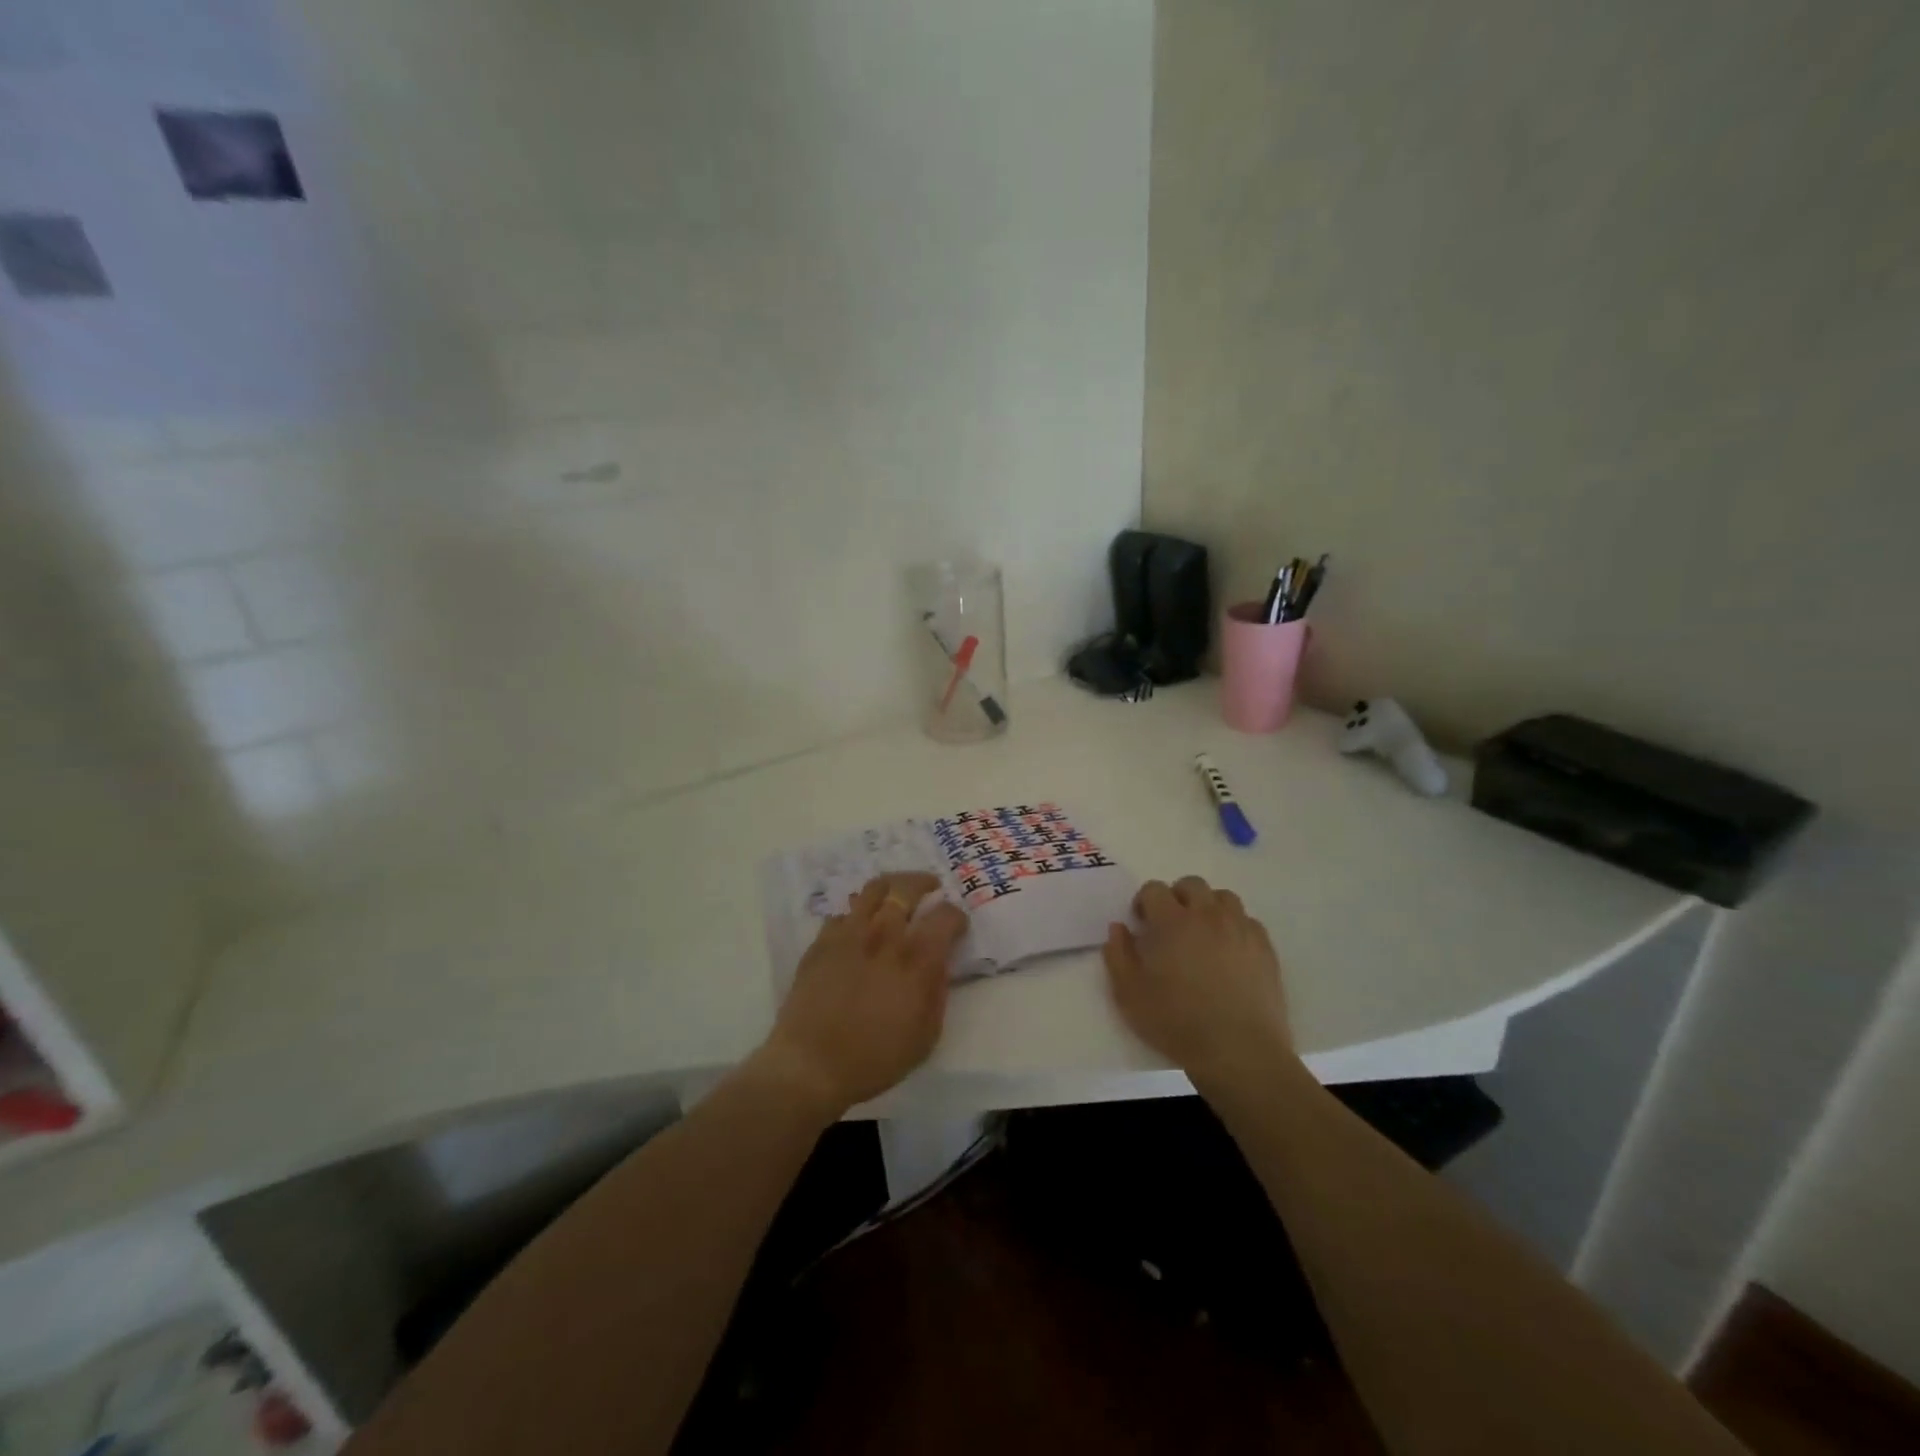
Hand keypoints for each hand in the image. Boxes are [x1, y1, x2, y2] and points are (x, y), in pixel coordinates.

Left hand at [752, 873, 967, 1118]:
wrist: (811, 1065)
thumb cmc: (876, 1058)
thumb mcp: (926, 1035)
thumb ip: (937, 991)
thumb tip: (939, 963)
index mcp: (917, 958)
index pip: (945, 916)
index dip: (956, 916)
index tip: (957, 926)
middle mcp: (885, 935)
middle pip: (907, 888)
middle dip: (924, 883)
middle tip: (931, 887)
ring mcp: (849, 934)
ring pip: (872, 890)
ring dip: (891, 886)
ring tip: (896, 893)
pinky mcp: (822, 942)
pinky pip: (843, 913)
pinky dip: (857, 914)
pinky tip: (859, 926)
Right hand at [1102, 876, 1292, 1087]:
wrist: (1239, 1052)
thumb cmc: (1177, 1023)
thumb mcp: (1129, 994)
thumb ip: (1118, 955)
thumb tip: (1119, 928)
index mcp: (1172, 922)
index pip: (1154, 889)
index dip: (1143, 902)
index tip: (1141, 924)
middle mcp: (1208, 916)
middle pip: (1191, 884)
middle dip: (1176, 897)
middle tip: (1170, 925)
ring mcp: (1241, 929)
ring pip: (1223, 897)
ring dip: (1208, 907)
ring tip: (1202, 933)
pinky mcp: (1265, 948)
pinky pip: (1248, 921)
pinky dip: (1234, 926)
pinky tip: (1229, 951)